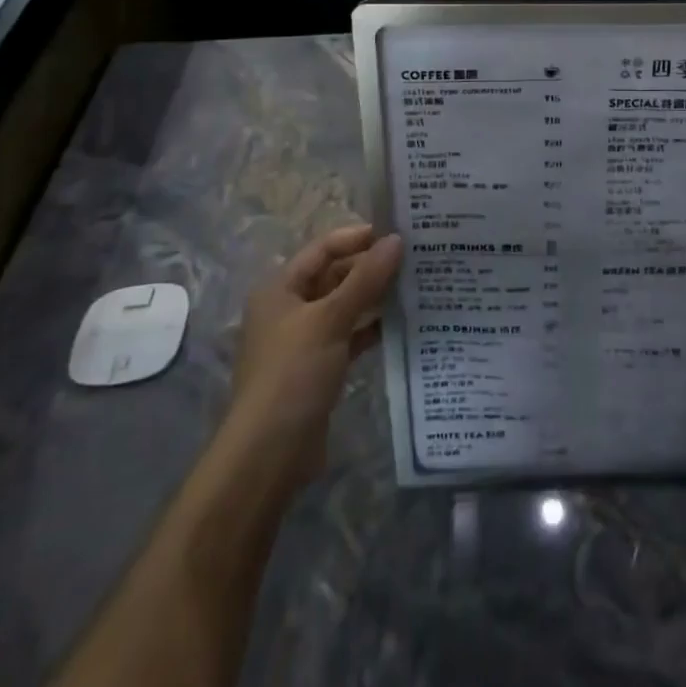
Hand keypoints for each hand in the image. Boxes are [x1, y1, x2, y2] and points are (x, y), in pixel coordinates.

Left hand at [224, 223, 401, 494]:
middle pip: (334, 276)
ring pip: (345, 306)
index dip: (357, 238)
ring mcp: (304, 340)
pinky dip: (372, 328)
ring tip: (416, 283)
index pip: (323, 249)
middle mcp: (290, 309)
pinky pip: (350, 336)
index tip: (397, 233)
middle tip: (414, 257)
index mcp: (280, 289)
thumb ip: (365, 279)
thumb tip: (396, 240)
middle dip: (370, 267)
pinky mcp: (319, 368)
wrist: (269, 453)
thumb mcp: (330, 319)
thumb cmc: (293, 373)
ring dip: (375, 296)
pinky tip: (403, 322)